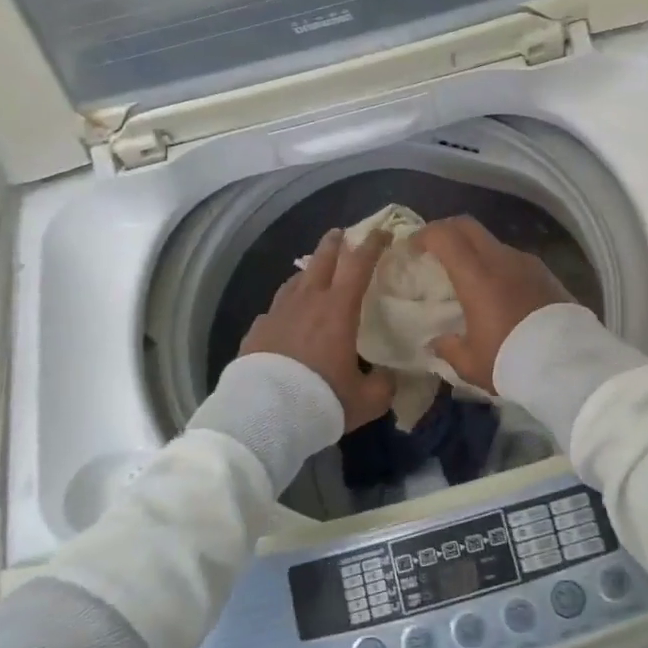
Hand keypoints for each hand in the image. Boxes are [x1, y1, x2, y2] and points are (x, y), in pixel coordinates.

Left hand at [240, 228, 395, 430]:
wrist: (263, 415)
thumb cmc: (321, 400)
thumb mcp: (366, 400)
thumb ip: (384, 385)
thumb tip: (390, 377)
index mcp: (338, 309)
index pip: (359, 264)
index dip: (373, 244)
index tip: (383, 232)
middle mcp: (308, 301)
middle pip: (322, 259)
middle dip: (334, 243)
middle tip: (341, 234)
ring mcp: (278, 312)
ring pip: (295, 280)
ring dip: (309, 272)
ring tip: (314, 273)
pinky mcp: (257, 330)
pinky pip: (275, 309)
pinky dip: (286, 306)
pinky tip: (286, 317)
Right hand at [414, 215, 574, 391]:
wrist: (570, 365)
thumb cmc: (512, 361)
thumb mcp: (471, 364)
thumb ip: (448, 348)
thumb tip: (437, 341)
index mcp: (476, 276)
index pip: (445, 236)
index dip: (425, 235)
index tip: (413, 247)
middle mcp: (502, 260)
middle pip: (468, 227)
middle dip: (447, 231)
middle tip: (435, 250)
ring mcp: (528, 264)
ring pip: (493, 243)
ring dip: (476, 250)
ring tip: (469, 277)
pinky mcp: (547, 274)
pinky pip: (514, 260)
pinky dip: (499, 266)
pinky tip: (499, 291)